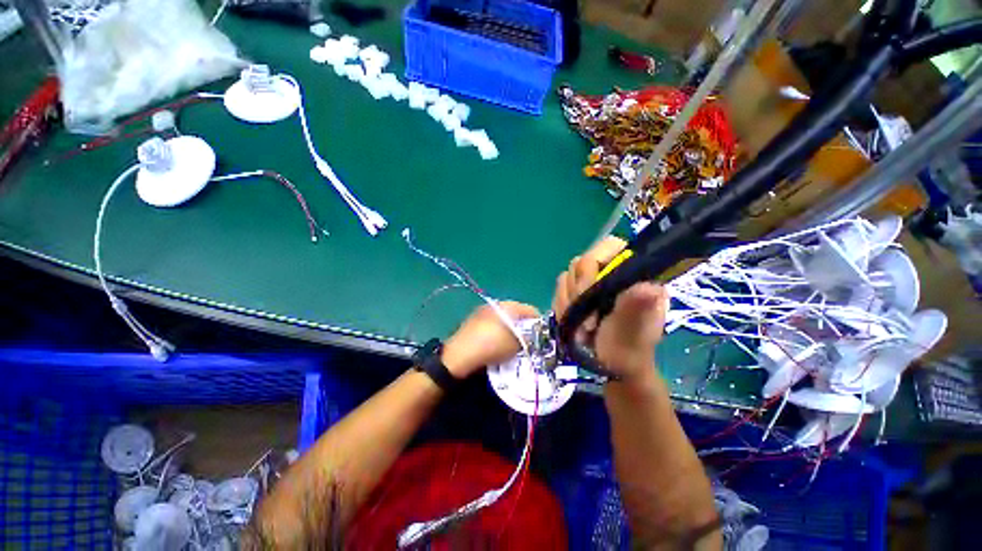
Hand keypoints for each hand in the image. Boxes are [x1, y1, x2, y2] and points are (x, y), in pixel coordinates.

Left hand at [441, 302, 539, 378]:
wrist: (459, 355)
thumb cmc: (491, 347)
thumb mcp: (516, 345)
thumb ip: (527, 338)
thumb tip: (532, 336)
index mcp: (508, 306)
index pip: (530, 310)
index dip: (538, 323)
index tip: (541, 336)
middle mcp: (496, 304)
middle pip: (516, 313)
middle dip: (523, 326)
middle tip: (527, 341)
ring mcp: (483, 311)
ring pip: (504, 318)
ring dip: (510, 328)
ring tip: (512, 343)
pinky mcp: (474, 319)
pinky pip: (492, 323)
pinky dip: (498, 331)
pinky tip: (497, 343)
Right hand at [552, 237, 668, 381]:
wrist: (609, 366)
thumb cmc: (628, 350)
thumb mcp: (634, 332)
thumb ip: (636, 309)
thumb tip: (648, 287)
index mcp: (634, 274)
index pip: (610, 247)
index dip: (594, 266)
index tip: (588, 294)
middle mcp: (612, 271)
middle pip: (582, 261)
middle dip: (579, 292)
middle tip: (587, 321)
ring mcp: (592, 280)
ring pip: (567, 275)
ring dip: (569, 302)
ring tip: (582, 325)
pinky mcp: (577, 290)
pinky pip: (559, 287)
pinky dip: (561, 305)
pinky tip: (571, 320)